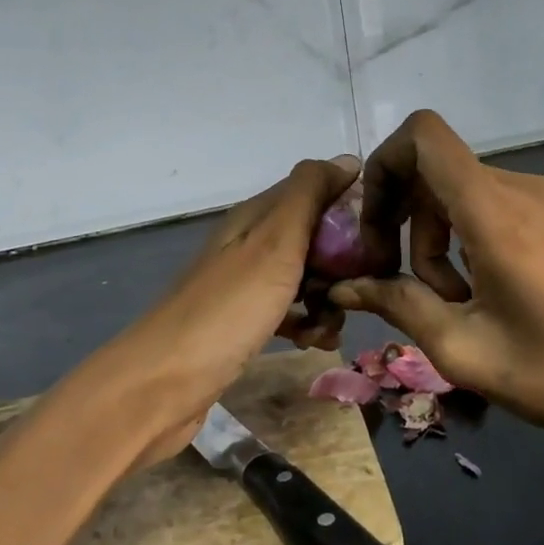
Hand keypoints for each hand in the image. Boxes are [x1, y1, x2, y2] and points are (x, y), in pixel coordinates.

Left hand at [80, 155, 360, 468]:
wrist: (162, 384)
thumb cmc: (227, 309)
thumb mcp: (275, 242)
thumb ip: (309, 196)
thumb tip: (348, 160)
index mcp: (257, 215)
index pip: (315, 189)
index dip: (350, 205)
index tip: (380, 236)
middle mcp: (251, 241)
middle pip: (314, 236)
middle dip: (343, 260)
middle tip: (358, 288)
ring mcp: (246, 283)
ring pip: (306, 276)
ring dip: (328, 297)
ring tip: (332, 324)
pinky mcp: (244, 321)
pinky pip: (290, 310)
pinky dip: (307, 323)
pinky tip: (315, 343)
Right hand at [330, 113, 543, 492]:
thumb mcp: (464, 350)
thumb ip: (396, 304)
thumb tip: (343, 287)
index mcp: (494, 212)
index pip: (424, 135)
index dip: (385, 162)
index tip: (376, 222)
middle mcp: (522, 187)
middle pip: (436, 170)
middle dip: (406, 219)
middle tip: (404, 280)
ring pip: (464, 188)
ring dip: (439, 234)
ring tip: (454, 299)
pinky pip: (497, 201)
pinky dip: (471, 232)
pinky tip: (487, 288)